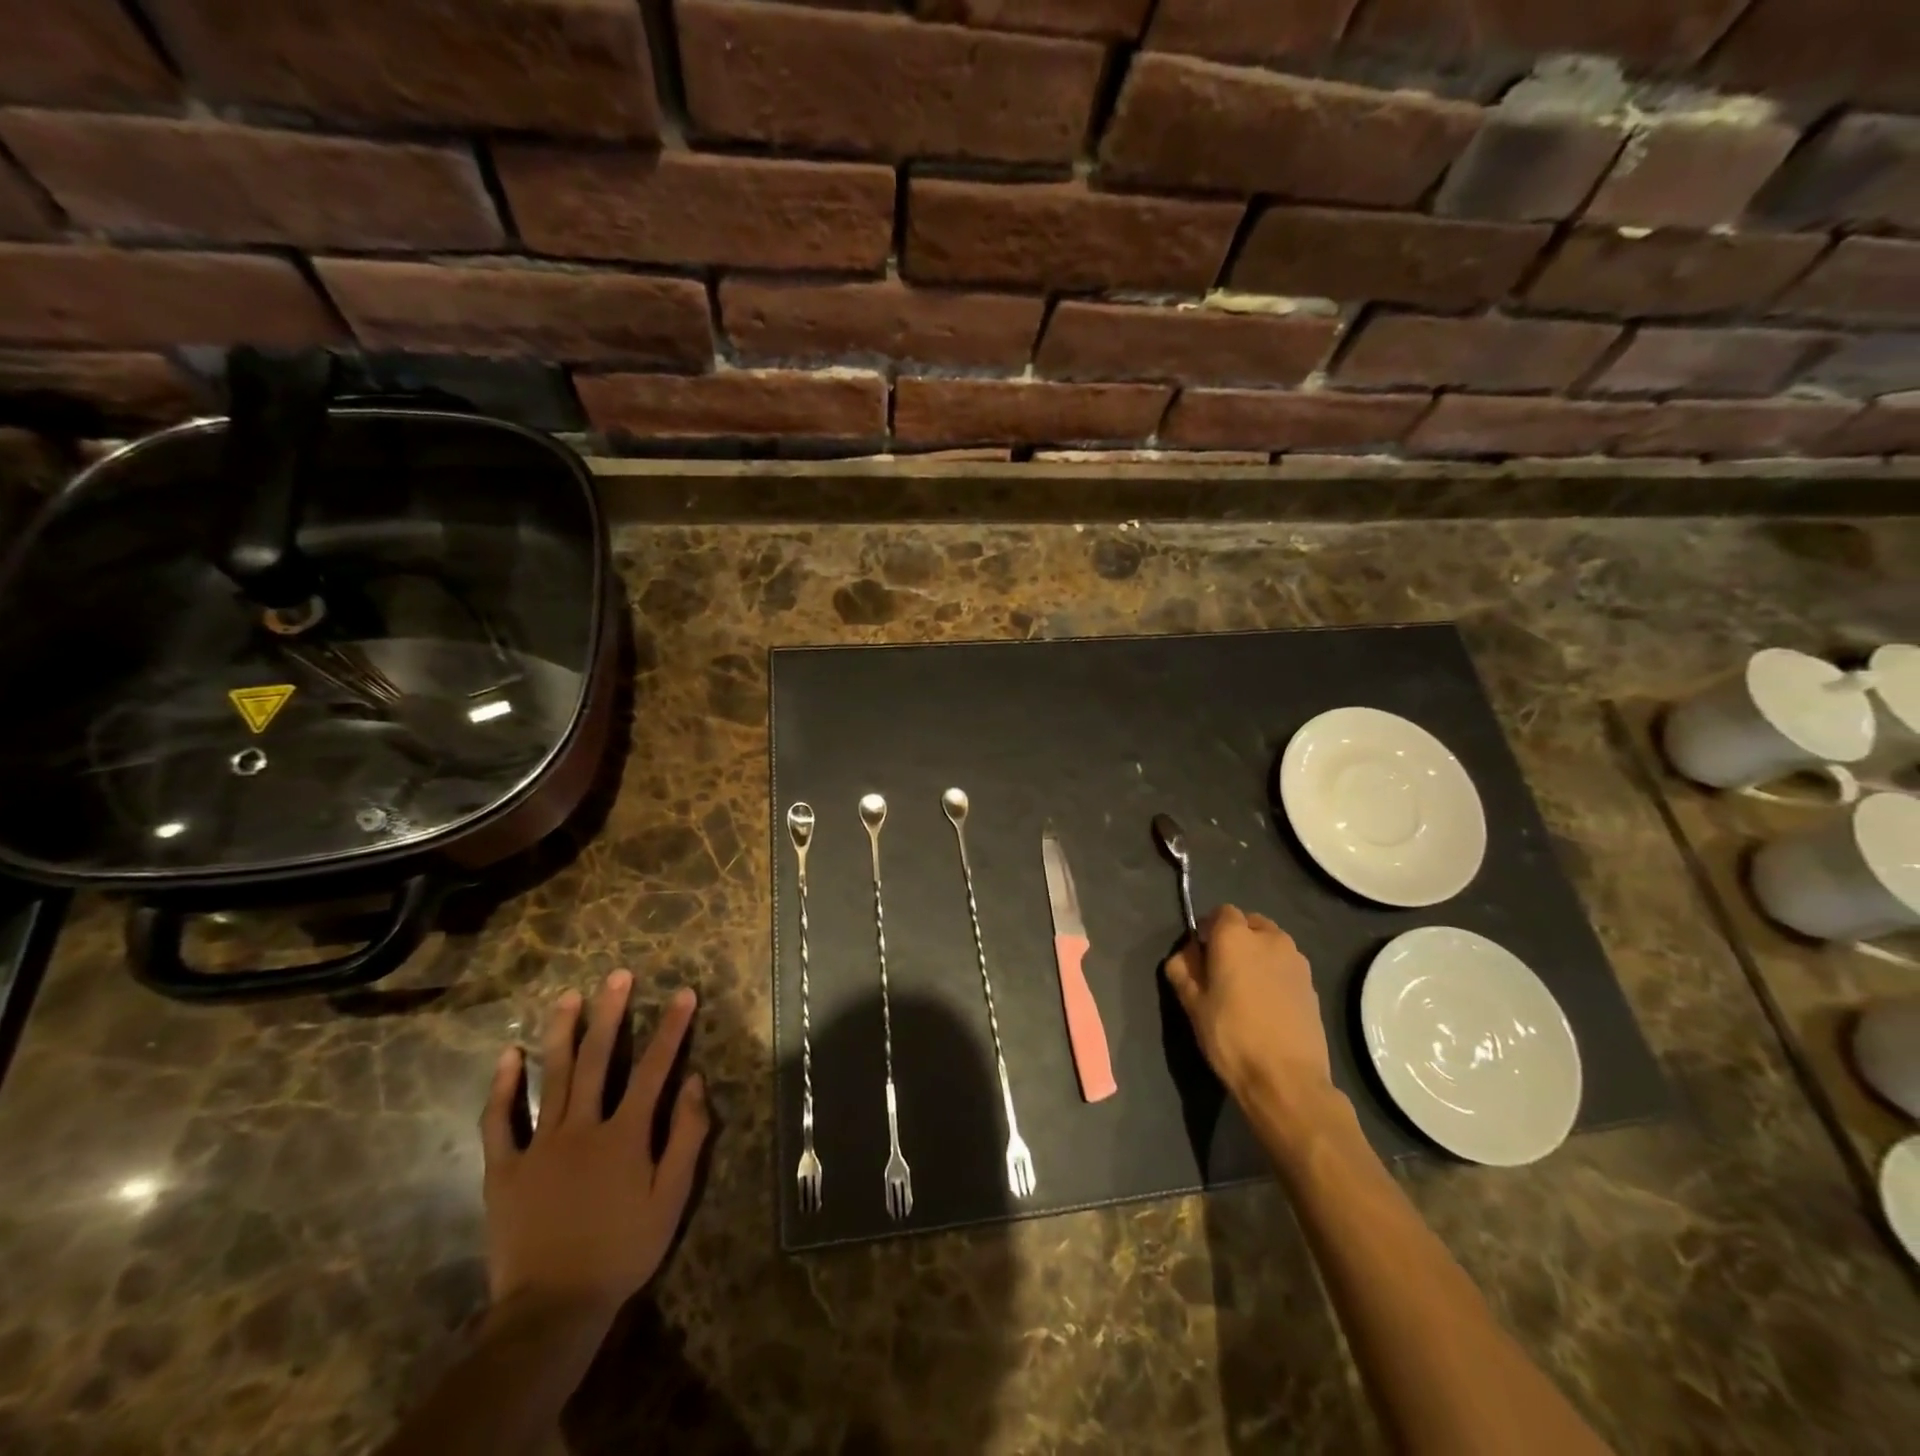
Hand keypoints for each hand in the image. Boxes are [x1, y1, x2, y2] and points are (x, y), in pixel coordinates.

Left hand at [480, 972, 709, 1325]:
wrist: (552, 1309)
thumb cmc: (622, 1250)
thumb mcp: (672, 1198)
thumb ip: (687, 1136)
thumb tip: (696, 1081)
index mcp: (625, 1135)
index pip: (654, 1068)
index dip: (671, 1028)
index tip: (684, 993)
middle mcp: (583, 1127)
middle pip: (598, 1059)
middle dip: (611, 1013)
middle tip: (617, 975)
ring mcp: (540, 1146)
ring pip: (551, 1077)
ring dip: (562, 1033)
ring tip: (570, 996)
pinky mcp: (505, 1169)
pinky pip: (500, 1122)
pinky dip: (504, 1087)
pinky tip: (509, 1054)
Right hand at [1164, 905, 1333, 1113]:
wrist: (1287, 1079)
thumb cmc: (1231, 1036)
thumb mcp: (1192, 1004)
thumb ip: (1182, 969)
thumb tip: (1186, 954)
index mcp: (1235, 936)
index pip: (1221, 912)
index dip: (1208, 928)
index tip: (1200, 953)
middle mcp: (1269, 938)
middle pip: (1249, 924)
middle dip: (1235, 938)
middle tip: (1222, 970)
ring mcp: (1297, 961)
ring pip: (1271, 944)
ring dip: (1258, 955)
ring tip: (1246, 988)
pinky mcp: (1313, 985)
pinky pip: (1287, 966)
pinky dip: (1275, 974)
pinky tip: (1268, 1005)